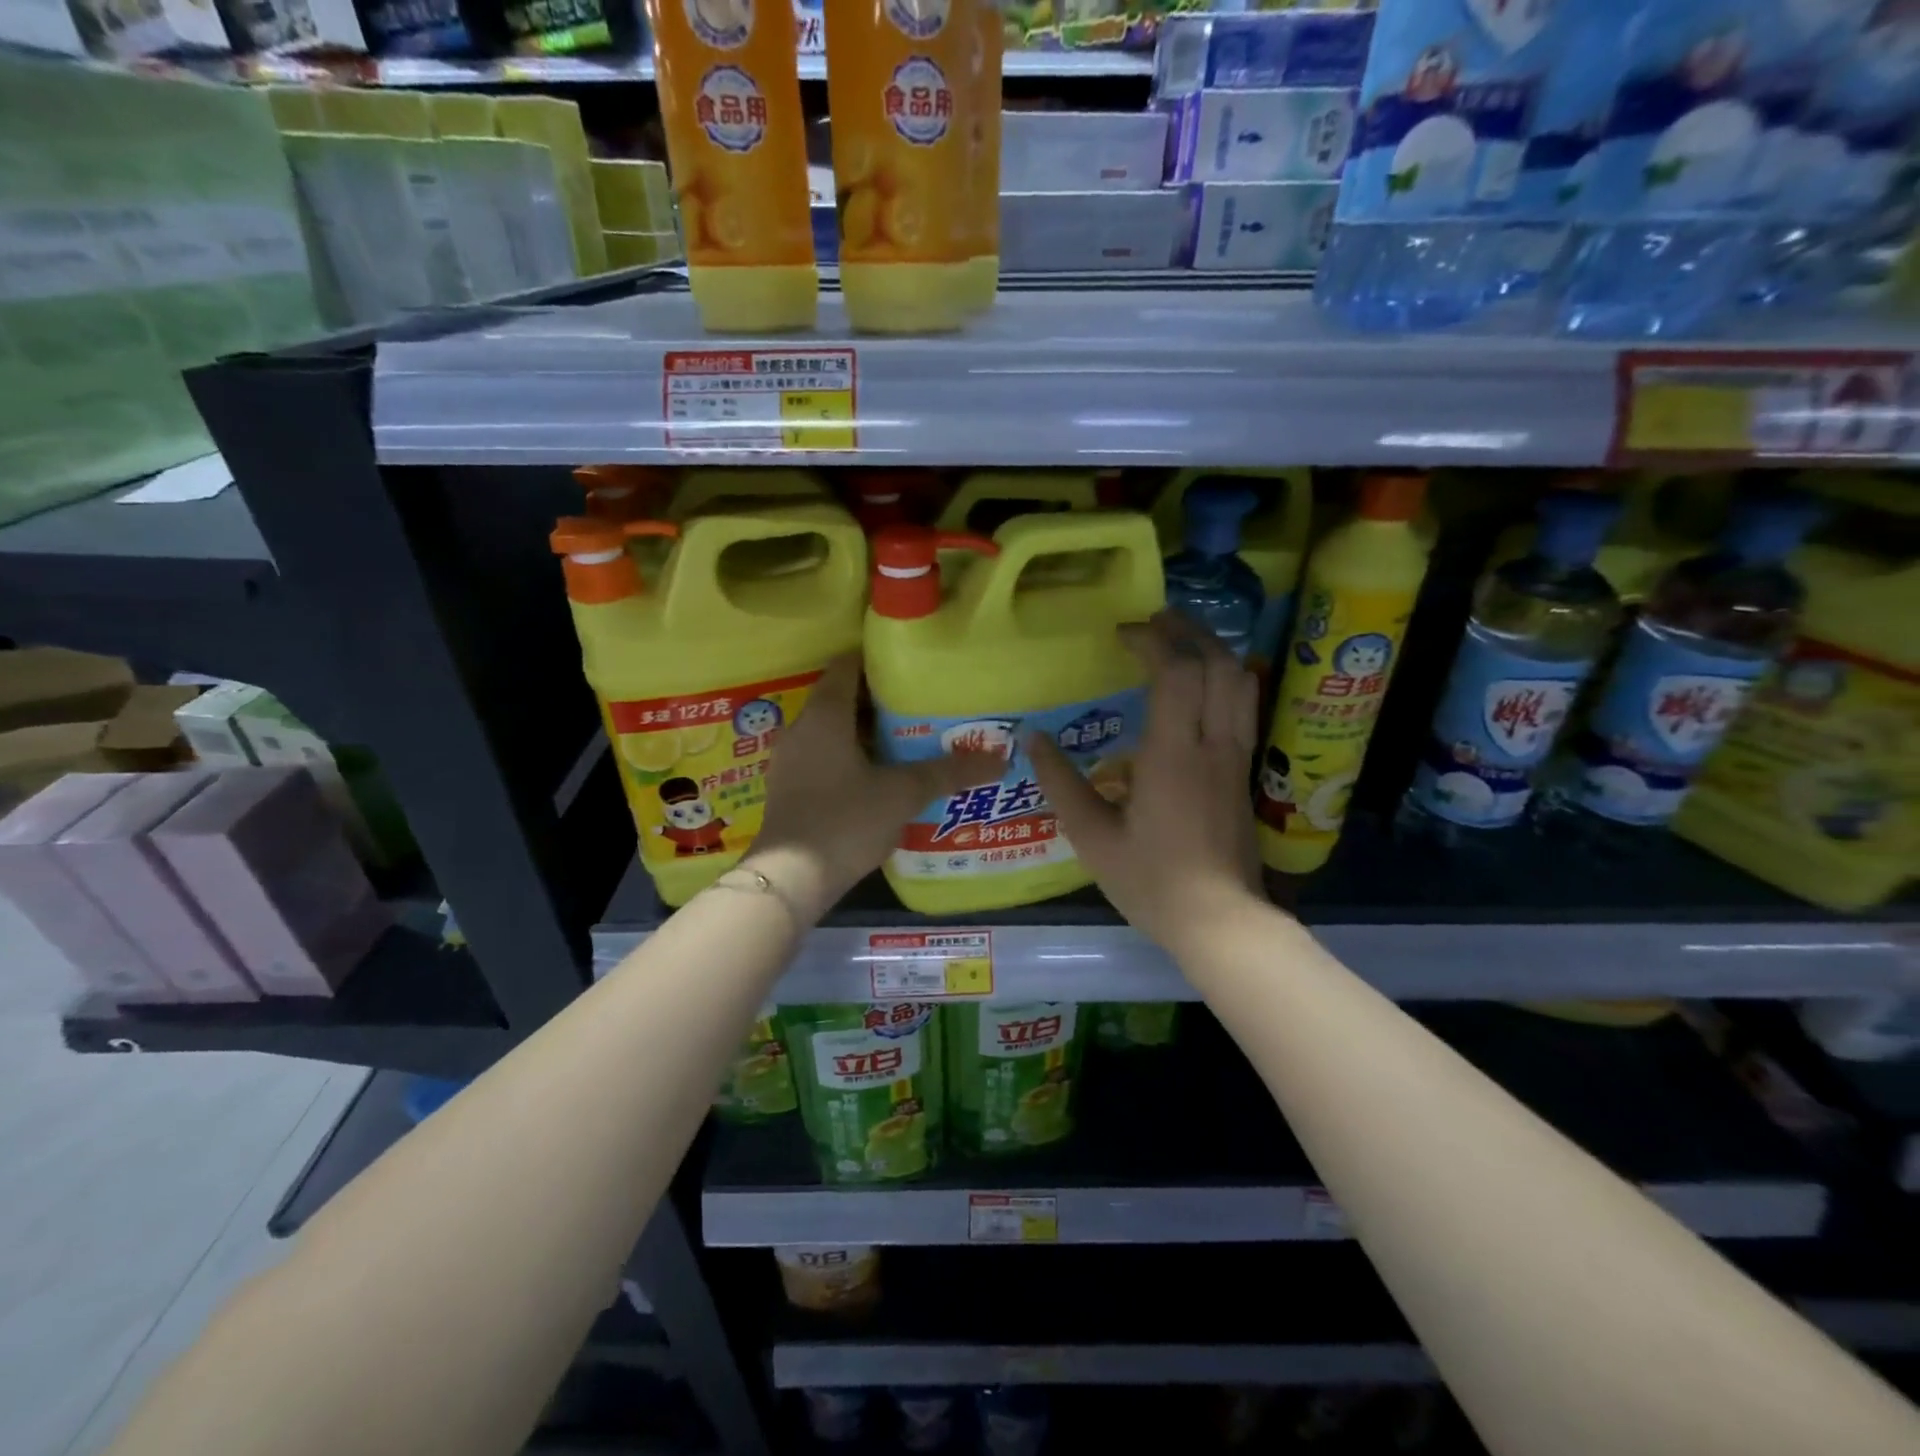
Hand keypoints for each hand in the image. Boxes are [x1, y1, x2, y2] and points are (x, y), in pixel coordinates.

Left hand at [747, 655, 998, 921]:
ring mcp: (791, 761)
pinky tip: (880, 777)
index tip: (910, 665)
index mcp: (824, 715)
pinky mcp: (791, 788)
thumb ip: (948, 773)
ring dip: (867, 732)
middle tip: (921, 705)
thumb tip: (998, 760)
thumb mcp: (902, 794)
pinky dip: (852, 758)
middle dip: (880, 700)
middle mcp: (802, 729)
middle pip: (842, 698)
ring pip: (834, 731)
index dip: (877, 660)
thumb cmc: (845, 820)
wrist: (790, 879)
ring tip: (908, 740)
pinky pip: (825, 757)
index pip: (846, 665)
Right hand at [1028, 613, 1264, 956]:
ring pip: (1241, 683)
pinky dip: (1224, 680)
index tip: (1122, 635)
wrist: (1220, 922)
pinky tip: (1201, 687)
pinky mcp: (1243, 774)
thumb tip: (1032, 738)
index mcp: (1174, 755)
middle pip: (1220, 664)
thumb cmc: (1151, 881)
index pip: (1176, 672)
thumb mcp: (1092, 837)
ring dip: (1214, 651)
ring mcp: (1235, 759)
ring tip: (1182, 642)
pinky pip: (1243, 708)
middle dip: (1189, 631)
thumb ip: (1062, 783)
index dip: (1152, 640)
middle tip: (1156, 620)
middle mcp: (1213, 746)